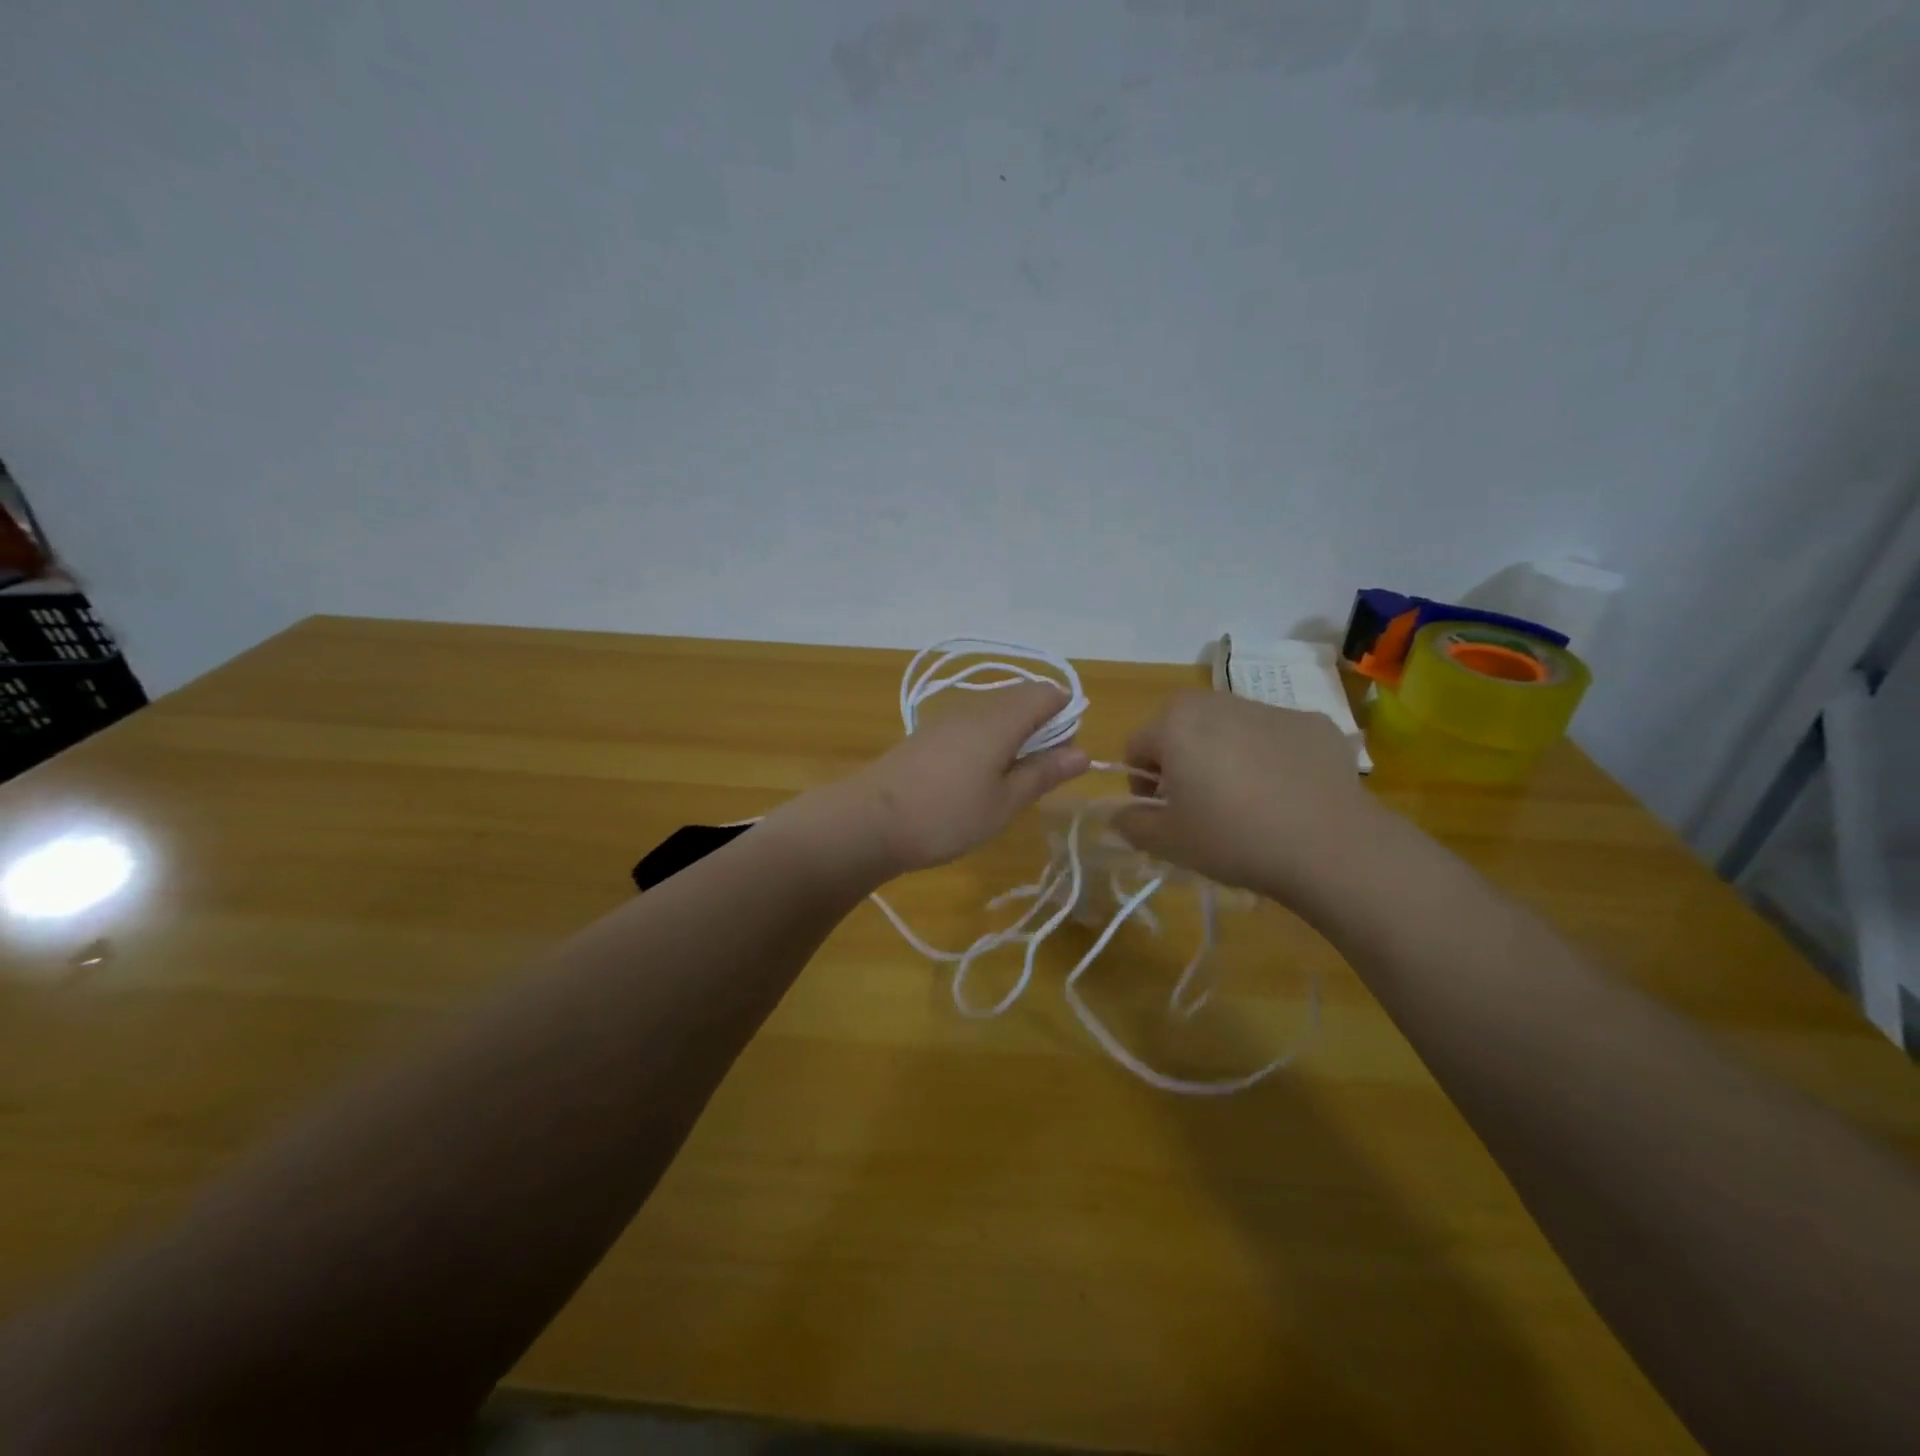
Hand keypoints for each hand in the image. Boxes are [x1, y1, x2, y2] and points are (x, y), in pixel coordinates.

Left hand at [811, 682, 1089, 880]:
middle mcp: (973, 709)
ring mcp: (945, 720)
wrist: (867, 821)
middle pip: (1020, 700)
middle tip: (1041, 775)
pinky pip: (971, 727)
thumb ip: (1044, 773)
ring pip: (994, 714)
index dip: (1066, 714)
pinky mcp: (926, 737)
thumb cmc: (946, 815)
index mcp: (1000, 719)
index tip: (1066, 754)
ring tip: (1012, 782)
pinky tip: (978, 780)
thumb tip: (1083, 751)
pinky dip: (987, 744)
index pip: (1046, 693)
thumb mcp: (1005, 803)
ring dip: (1013, 738)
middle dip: (1041, 728)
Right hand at [1112, 689, 1378, 906]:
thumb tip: (1117, 814)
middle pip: (1182, 726)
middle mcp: (1217, 702)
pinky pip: (1274, 736)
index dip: (1141, 782)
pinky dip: (1270, 757)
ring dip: (1224, 754)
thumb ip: (1131, 823)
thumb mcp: (1168, 842)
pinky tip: (1287, 795)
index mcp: (1175, 724)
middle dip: (1181, 759)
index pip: (1137, 746)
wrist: (1330, 845)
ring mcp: (1269, 708)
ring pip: (1229, 727)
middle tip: (1199, 803)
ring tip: (1246, 800)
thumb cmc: (1233, 838)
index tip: (1162, 813)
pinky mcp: (1312, 722)